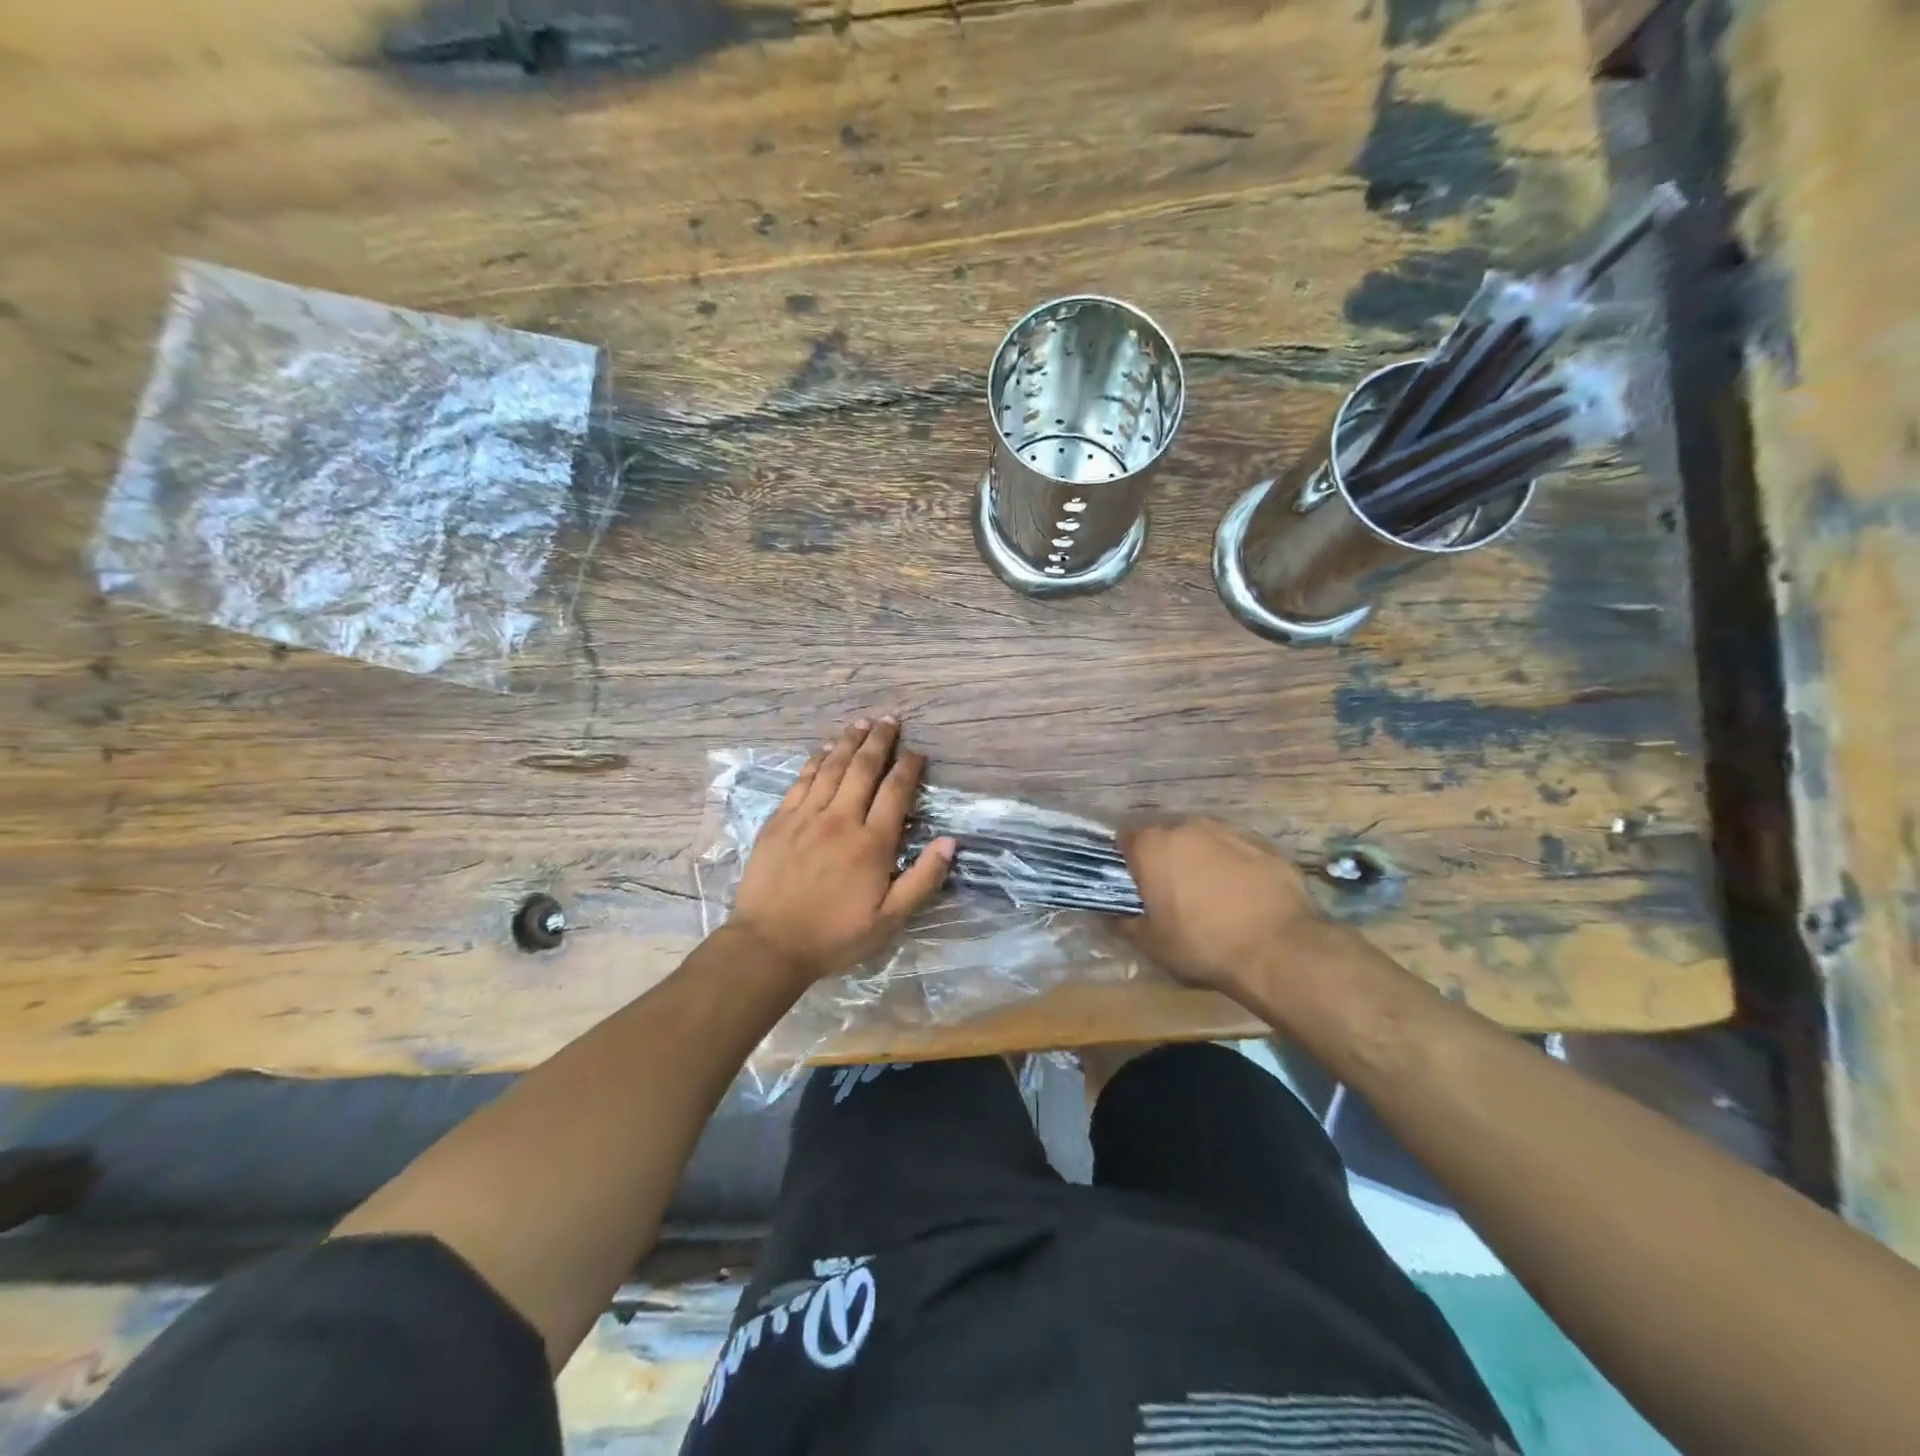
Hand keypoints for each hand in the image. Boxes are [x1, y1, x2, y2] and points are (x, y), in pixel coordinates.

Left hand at [731, 718, 954, 983]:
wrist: (769, 944)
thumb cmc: (835, 935)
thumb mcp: (889, 920)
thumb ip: (922, 879)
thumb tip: (949, 842)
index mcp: (872, 843)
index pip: (896, 791)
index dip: (909, 767)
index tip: (917, 753)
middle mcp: (841, 819)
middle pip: (863, 768)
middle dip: (880, 741)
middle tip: (891, 720)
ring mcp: (806, 816)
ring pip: (831, 767)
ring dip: (849, 741)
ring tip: (862, 723)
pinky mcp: (780, 821)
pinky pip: (802, 780)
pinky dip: (815, 760)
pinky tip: (823, 749)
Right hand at [1118, 817, 1331, 999]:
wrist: (1279, 949)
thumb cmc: (1203, 945)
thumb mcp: (1152, 944)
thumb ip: (1123, 923)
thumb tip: (1106, 915)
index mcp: (1153, 846)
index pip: (1125, 836)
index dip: (1127, 858)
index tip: (1134, 882)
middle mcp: (1187, 827)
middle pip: (1166, 834)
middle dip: (1164, 856)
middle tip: (1170, 890)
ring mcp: (1229, 831)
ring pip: (1203, 838)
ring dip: (1199, 857)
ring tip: (1209, 892)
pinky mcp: (1264, 843)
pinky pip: (1237, 849)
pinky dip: (1233, 864)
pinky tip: (1243, 894)